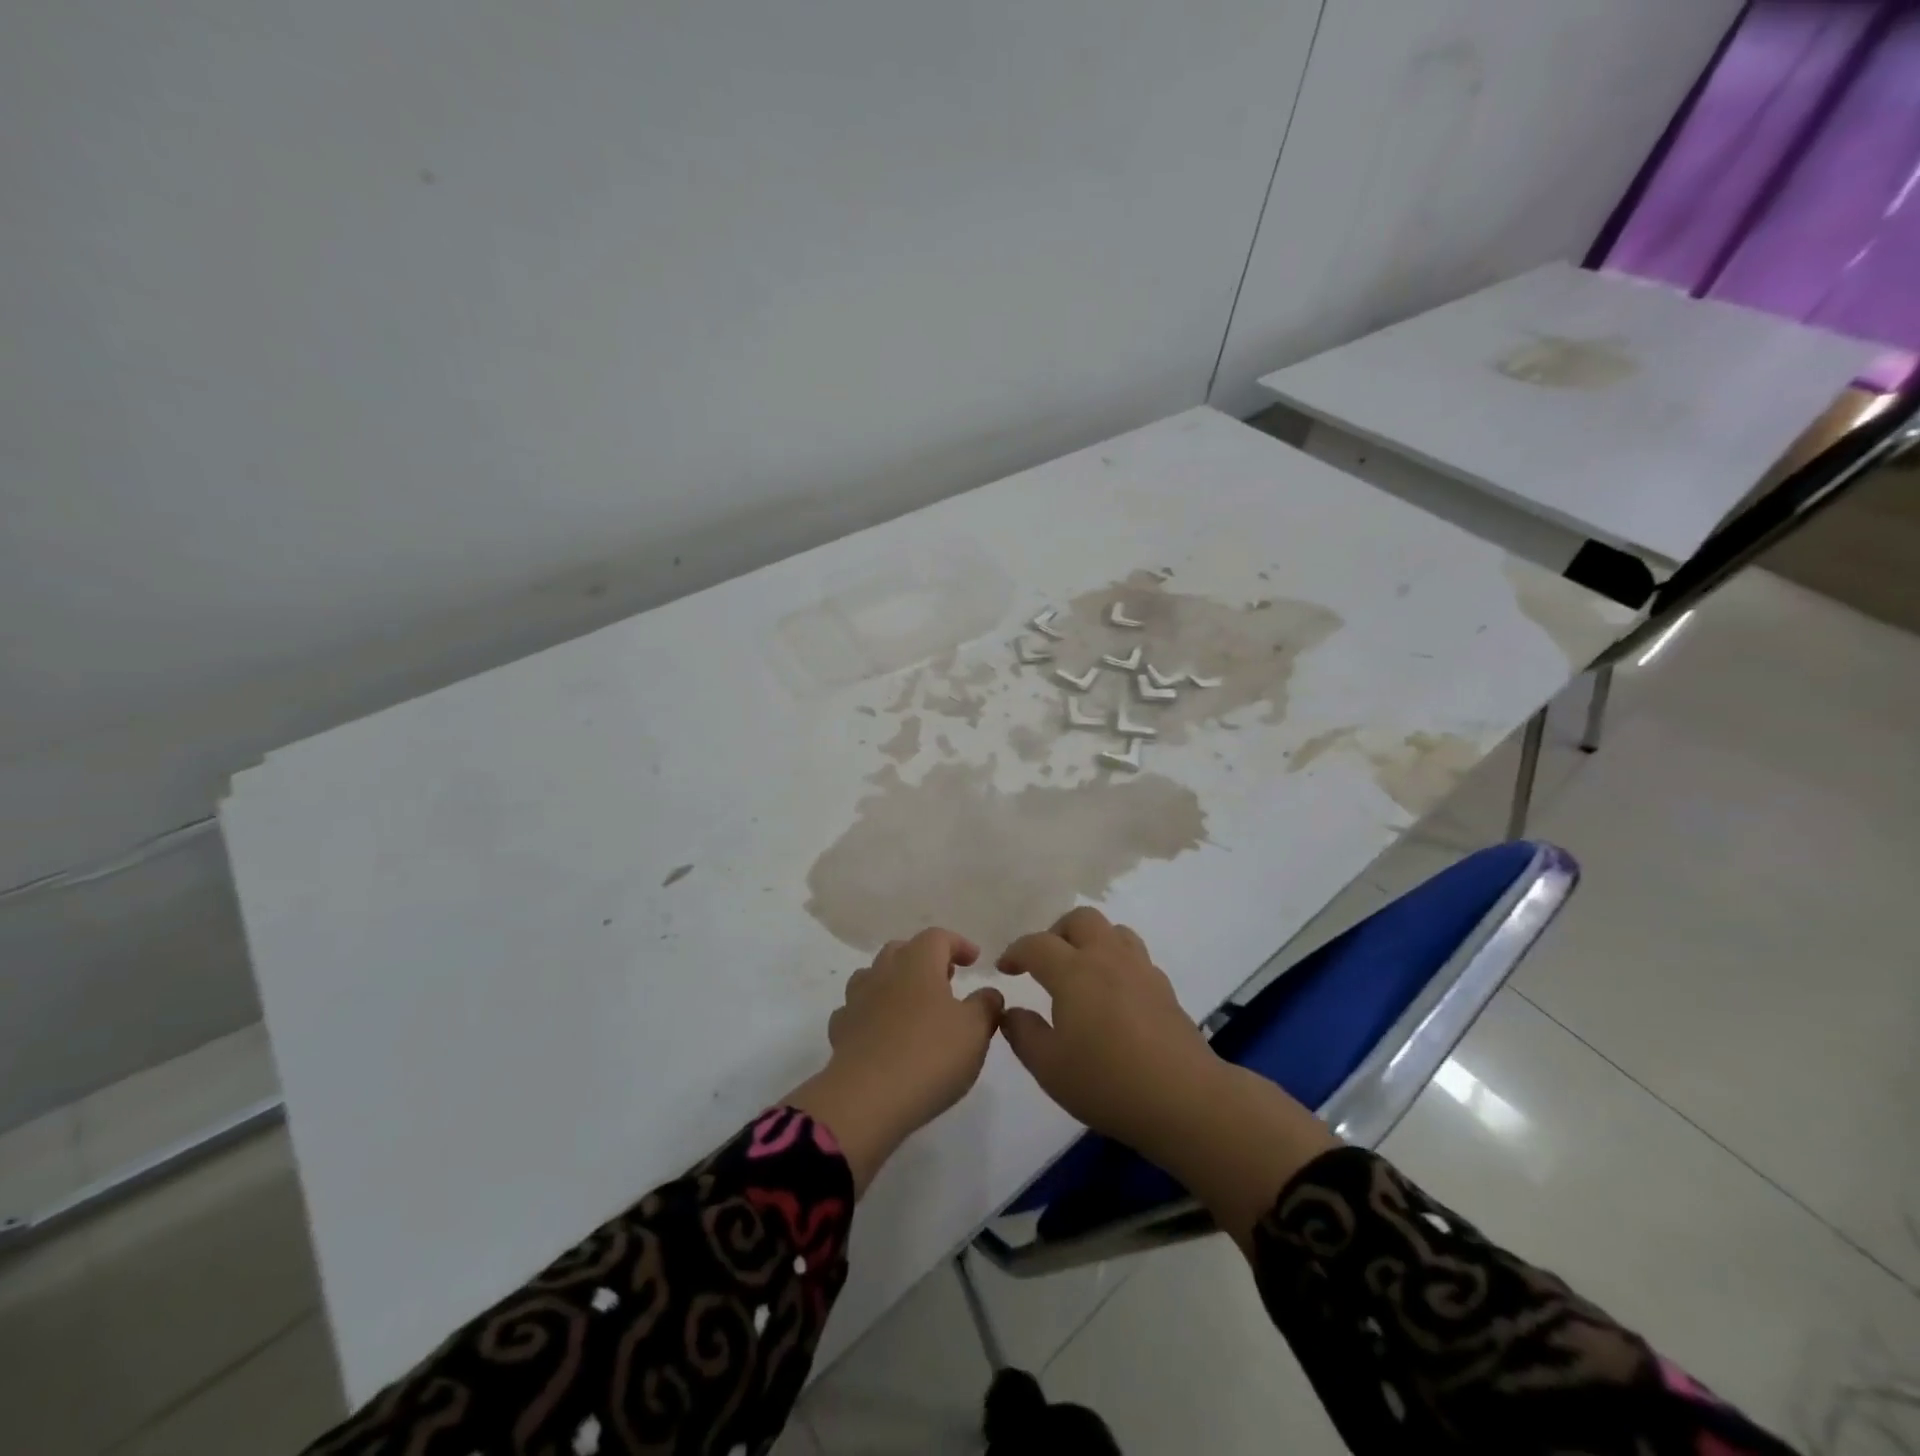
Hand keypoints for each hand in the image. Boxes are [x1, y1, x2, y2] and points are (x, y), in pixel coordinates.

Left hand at [788, 928, 1003, 1194]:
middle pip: (902, 950)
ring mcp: (857, 1000)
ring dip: (894, 983)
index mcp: (918, 962)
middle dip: (925, 959)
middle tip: (946, 978)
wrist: (866, 1099)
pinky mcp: (841, 1031)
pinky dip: (872, 1013)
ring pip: (874, 976)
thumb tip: (988, 993)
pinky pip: (857, 1010)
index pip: (938, 937)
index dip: (958, 944)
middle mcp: (884, 972)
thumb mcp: (975, 1031)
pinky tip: (883, 1032)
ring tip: (913, 1004)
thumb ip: (986, 1005)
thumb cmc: (930, 1055)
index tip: (974, 960)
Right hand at [999, 907, 1337, 1245]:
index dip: (1016, 951)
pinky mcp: (1164, 987)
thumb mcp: (1049, 1067)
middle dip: (1056, 933)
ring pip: (1113, 930)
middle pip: (1080, 919)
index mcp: (1073, 971)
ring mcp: (1140, 969)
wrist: (1183, 1099)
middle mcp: (1107, 958)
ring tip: (1081, 970)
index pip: (1037, 944)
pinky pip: (1135, 955)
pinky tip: (1113, 993)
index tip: (1005, 968)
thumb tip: (1011, 1011)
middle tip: (1045, 962)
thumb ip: (1023, 1033)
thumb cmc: (1107, 1082)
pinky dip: (1116, 960)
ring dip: (1090, 940)